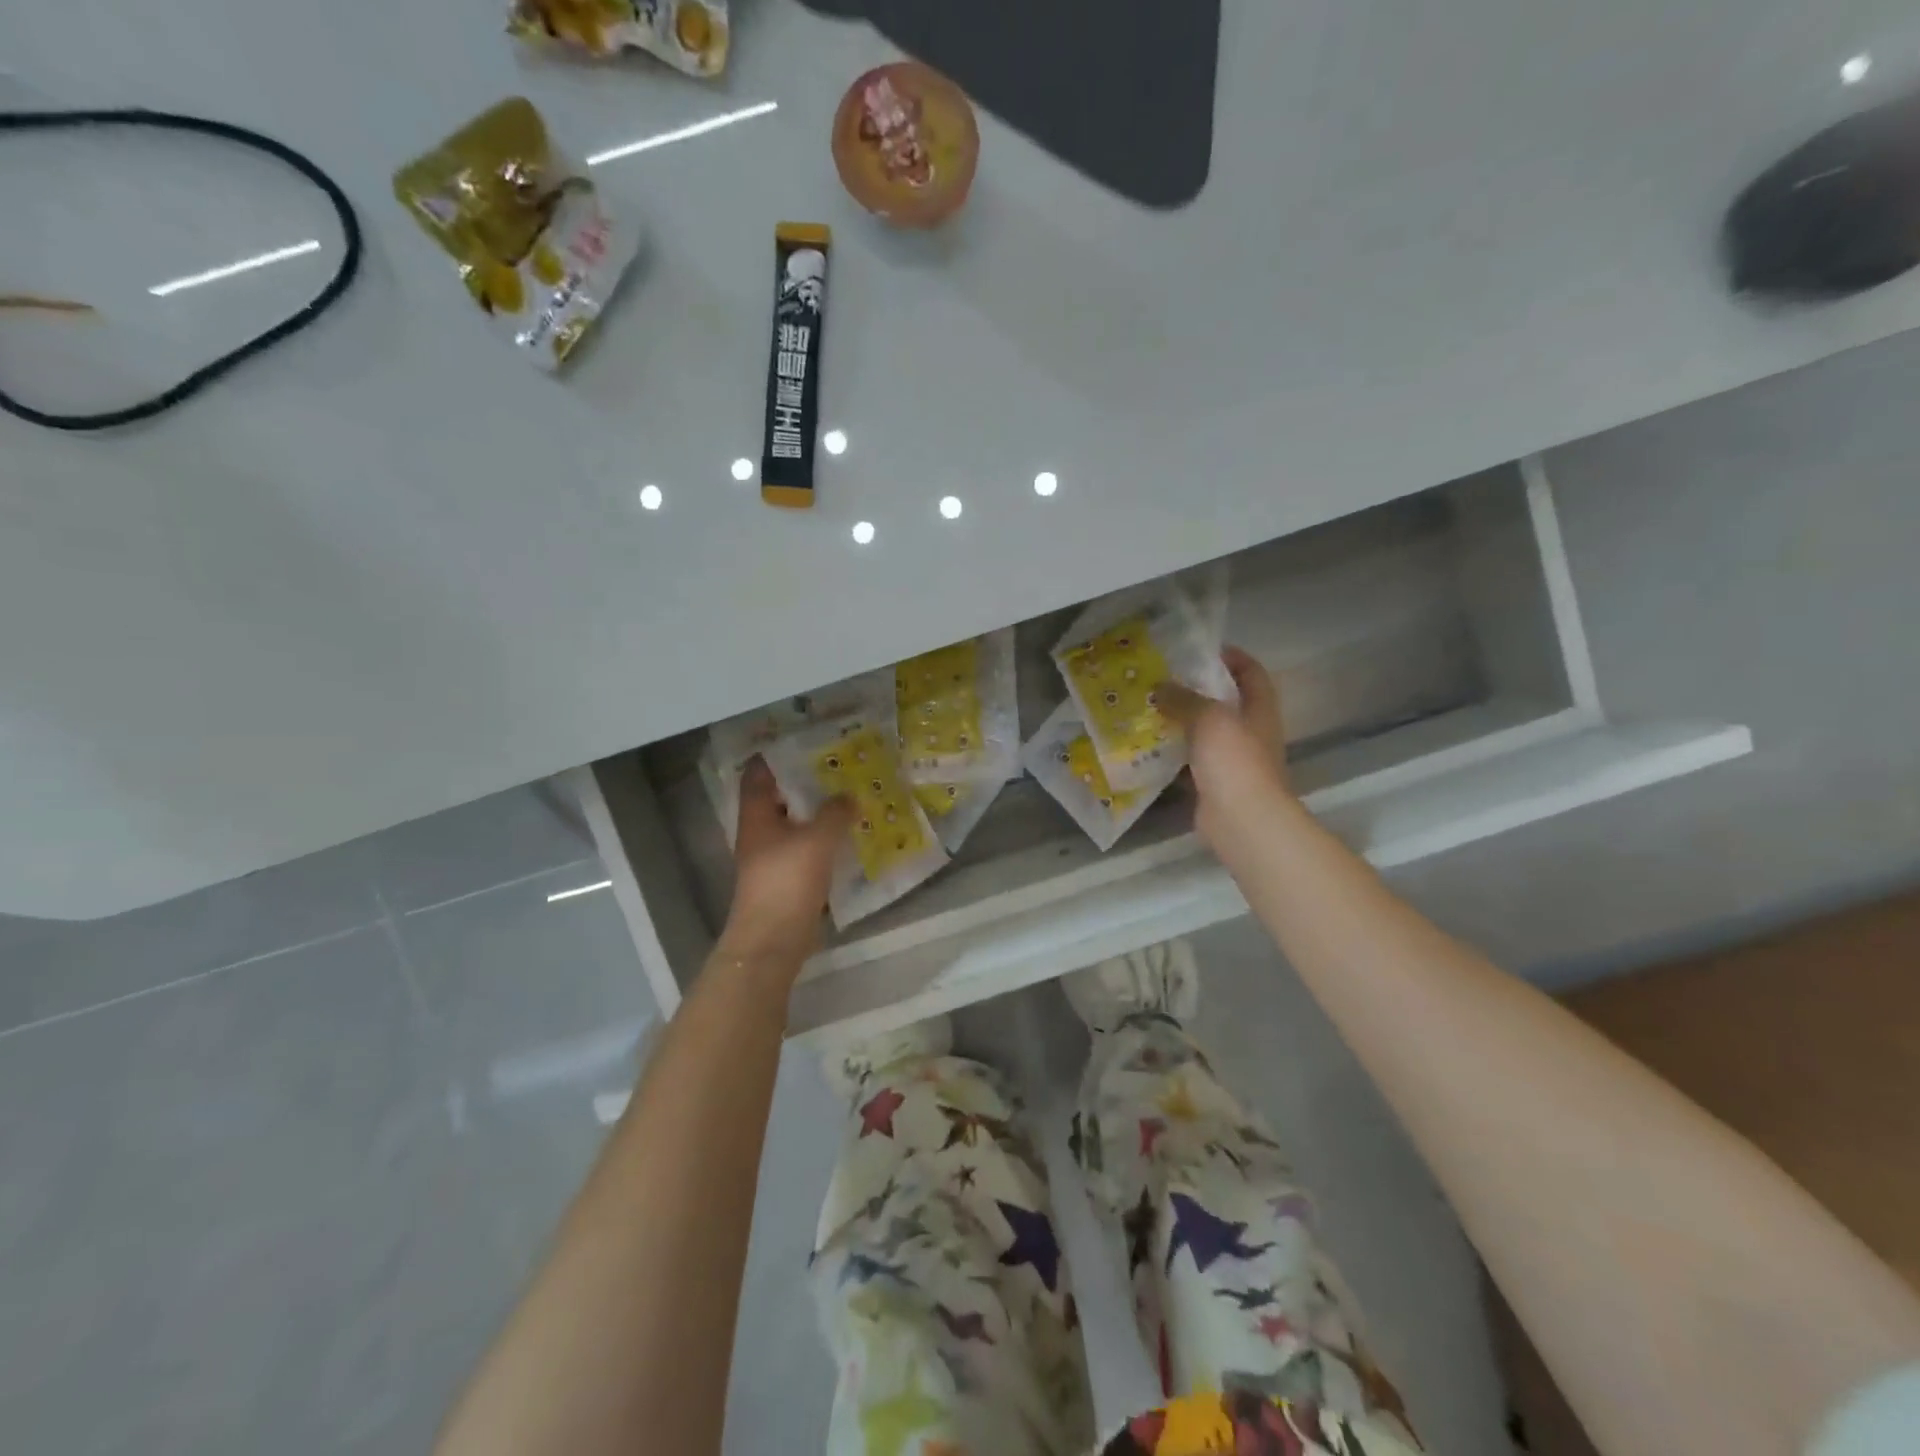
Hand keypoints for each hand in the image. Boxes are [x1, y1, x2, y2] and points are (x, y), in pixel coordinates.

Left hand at [718, 758, 853, 967]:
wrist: (773, 939)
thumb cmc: (787, 880)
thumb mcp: (817, 839)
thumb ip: (835, 812)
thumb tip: (849, 795)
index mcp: (756, 815)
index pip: (759, 773)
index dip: (777, 755)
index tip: (806, 741)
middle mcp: (759, 831)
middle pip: (780, 797)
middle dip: (806, 782)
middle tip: (839, 766)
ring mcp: (771, 857)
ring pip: (795, 824)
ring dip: (818, 812)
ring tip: (850, 796)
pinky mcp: (786, 878)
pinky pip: (806, 848)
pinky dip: (823, 839)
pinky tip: (848, 835)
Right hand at [1157, 646, 1291, 851]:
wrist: (1242, 820)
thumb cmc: (1234, 760)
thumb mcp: (1209, 717)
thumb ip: (1184, 699)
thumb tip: (1160, 687)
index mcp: (1259, 709)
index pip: (1252, 672)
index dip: (1232, 657)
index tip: (1202, 648)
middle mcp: (1250, 732)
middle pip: (1225, 702)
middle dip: (1196, 689)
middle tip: (1162, 678)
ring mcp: (1232, 760)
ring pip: (1204, 733)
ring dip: (1180, 722)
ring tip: (1147, 708)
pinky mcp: (1213, 784)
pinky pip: (1189, 762)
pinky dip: (1171, 754)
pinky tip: (1145, 746)